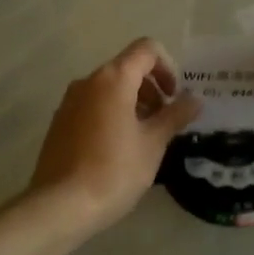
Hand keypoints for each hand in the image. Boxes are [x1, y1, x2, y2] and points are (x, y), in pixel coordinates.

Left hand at [29, 38, 201, 232]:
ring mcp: (69, 102)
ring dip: (132, 103)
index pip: (146, 49)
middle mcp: (88, 81)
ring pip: (108, 88)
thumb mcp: (153, 144)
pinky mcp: (59, 122)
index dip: (167, 67)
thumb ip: (175, 116)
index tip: (174, 97)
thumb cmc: (114, 170)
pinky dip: (111, 115)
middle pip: (127, 68)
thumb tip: (194, 99)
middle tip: (164, 121)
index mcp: (113, 79)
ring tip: (144, 138)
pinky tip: (118, 149)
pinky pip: (92, 106)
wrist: (61, 205)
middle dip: (151, 88)